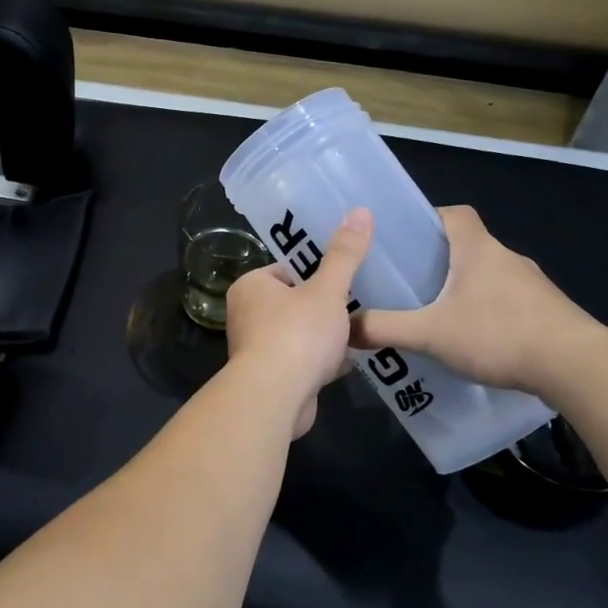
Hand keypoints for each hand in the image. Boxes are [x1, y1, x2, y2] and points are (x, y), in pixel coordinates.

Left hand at [225, 207, 372, 437]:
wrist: (275, 397)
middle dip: (323, 309)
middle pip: (294, 303)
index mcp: (250, 286)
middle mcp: (245, 314)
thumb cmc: (297, 334)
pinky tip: (344, 364)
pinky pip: (299, 361)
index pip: (287, 270)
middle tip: (354, 309)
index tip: (343, 282)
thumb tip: (362, 210)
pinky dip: (319, 362)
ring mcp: (255, 348)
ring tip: (354, 335)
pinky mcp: (268, 377)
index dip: (317, 275)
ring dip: (323, 338)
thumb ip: (345, 255)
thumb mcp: (327, 290)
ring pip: (298, 333)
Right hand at [351, 205, 596, 394]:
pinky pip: (506, 301)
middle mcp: (506, 257)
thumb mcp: (429, 333)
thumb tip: (344, 327)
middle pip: (467, 245)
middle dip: (437, 260)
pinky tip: (472, 340)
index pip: (454, 213)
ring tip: (434, 315)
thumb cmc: (499, 333)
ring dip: (463, 288)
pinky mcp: (546, 311)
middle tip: (407, 283)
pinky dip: (486, 311)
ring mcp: (531, 285)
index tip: (405, 239)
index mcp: (478, 249)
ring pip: (487, 275)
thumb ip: (384, 328)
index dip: (429, 219)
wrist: (577, 366)